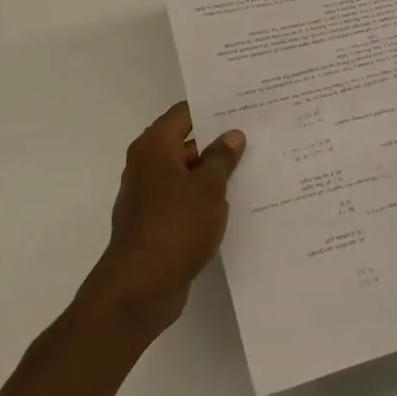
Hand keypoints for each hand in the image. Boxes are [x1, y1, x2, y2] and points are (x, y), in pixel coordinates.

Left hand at [82, 103, 244, 336]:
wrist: (140, 288)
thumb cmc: (175, 226)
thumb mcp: (208, 188)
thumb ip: (221, 158)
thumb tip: (232, 135)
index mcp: (154, 147)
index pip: (184, 113)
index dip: (212, 109)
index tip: (243, 107)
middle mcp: (147, 165)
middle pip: (186, 142)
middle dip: (218, 142)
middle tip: (256, 137)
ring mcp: (149, 196)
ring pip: (187, 174)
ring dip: (213, 174)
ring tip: (253, 169)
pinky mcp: (155, 223)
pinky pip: (184, 201)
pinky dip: (204, 200)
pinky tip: (234, 204)